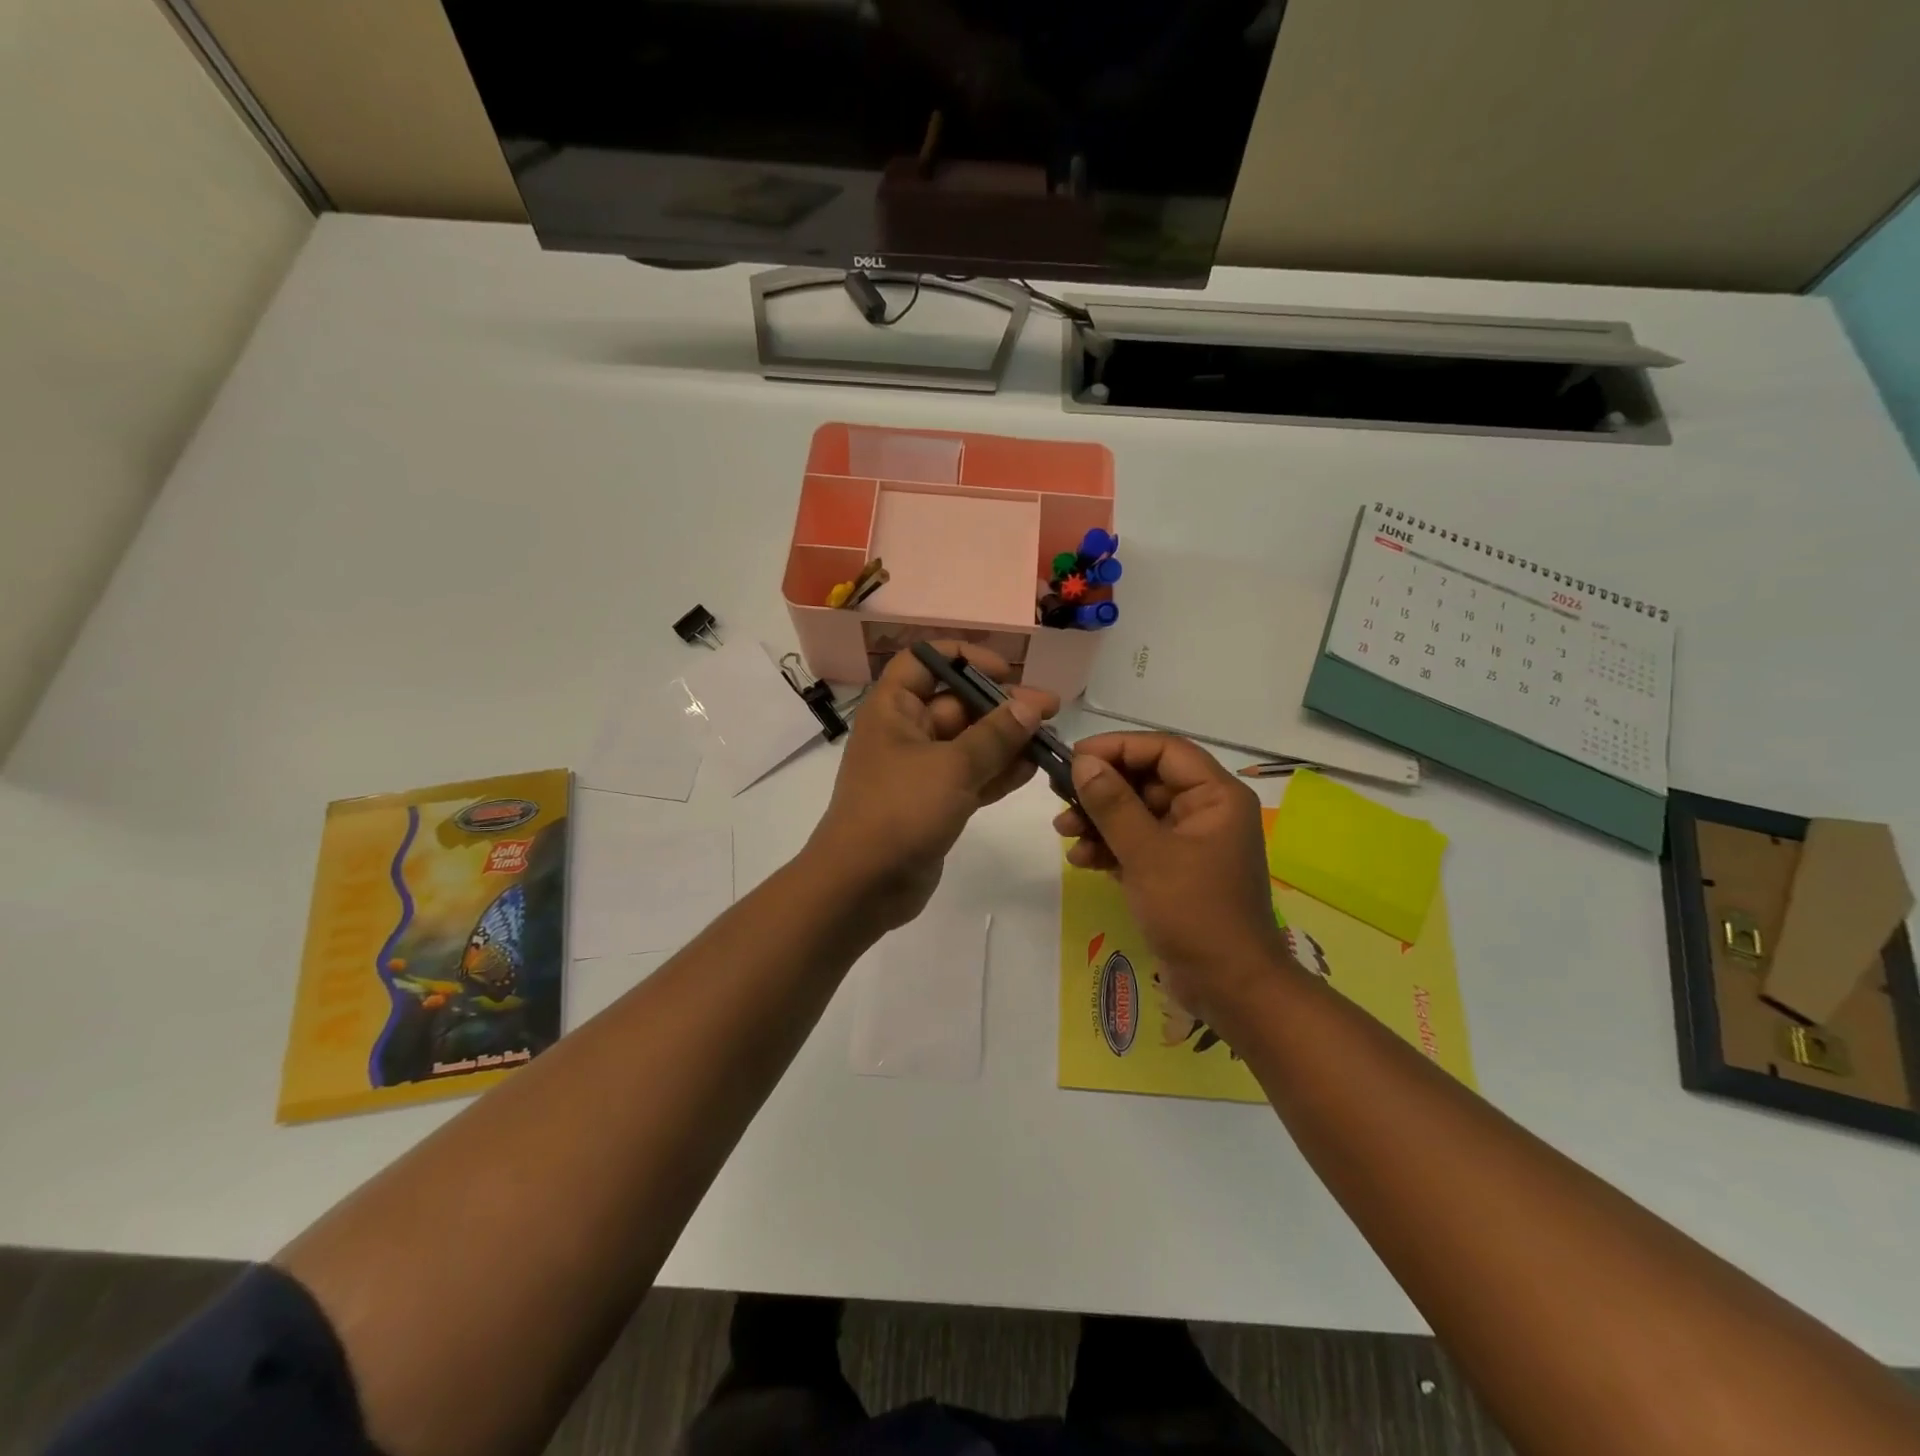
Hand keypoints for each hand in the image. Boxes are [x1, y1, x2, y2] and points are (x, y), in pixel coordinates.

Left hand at [808, 643, 1058, 929]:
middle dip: (1001, 705)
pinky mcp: (934, 803)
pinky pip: (971, 777)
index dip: (965, 657)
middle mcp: (905, 732)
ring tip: (1050, 740)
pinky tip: (1032, 769)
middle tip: (1050, 711)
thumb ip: (995, 735)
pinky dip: (998, 772)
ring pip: (969, 743)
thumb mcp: (952, 766)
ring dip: (1007, 740)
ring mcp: (920, 770)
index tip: (1005, 671)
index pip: (924, 661)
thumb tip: (1030, 706)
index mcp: (894, 708)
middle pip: (957, 703)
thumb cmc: (901, 810)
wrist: (862, 885)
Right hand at [1052, 733, 1289, 1029]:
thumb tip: (1082, 762)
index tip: (1074, 757)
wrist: (1230, 988)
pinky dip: (1109, 847)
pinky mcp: (1175, 870)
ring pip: (1137, 813)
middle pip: (1147, 780)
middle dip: (1102, 789)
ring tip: (1063, 831)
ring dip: (1099, 819)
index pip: (1163, 750)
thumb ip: (1113, 804)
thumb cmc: (1195, 913)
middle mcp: (1206, 811)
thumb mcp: (1148, 854)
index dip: (1117, 747)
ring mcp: (1190, 842)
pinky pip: (1138, 843)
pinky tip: (1081, 859)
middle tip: (1060, 796)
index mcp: (1216, 796)